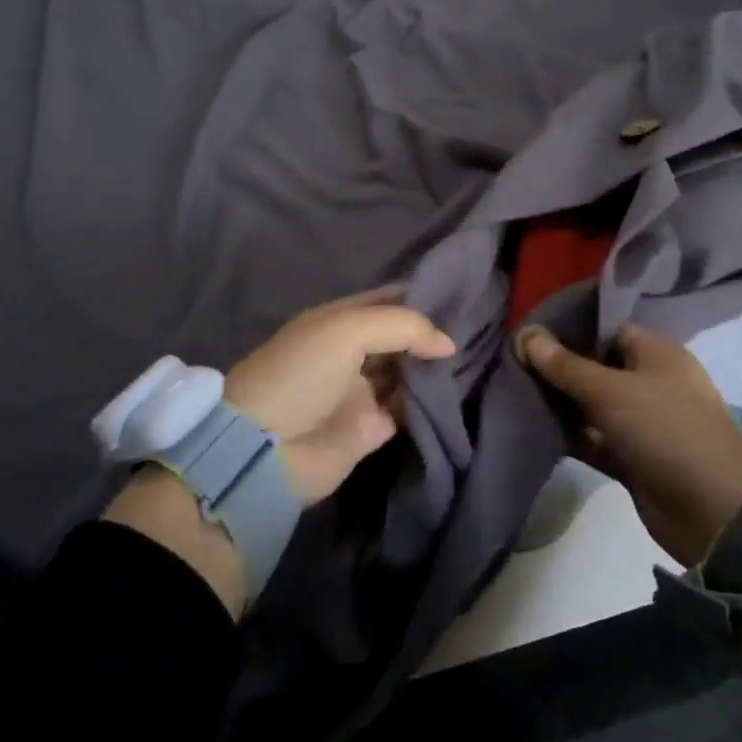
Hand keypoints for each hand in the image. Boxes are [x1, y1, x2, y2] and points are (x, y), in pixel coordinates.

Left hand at [225, 286, 456, 504]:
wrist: (266, 448)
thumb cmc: (302, 373)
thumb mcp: (347, 330)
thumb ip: (403, 326)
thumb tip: (449, 344)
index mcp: (338, 321)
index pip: (386, 300)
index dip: (419, 295)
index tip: (459, 293)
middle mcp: (351, 351)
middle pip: (400, 336)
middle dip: (431, 331)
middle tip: (475, 326)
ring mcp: (362, 390)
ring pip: (408, 371)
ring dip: (434, 365)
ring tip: (475, 355)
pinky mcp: (372, 427)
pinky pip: (410, 408)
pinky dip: (431, 401)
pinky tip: (457, 389)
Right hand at [515, 322, 741, 566]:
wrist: (711, 513)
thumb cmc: (664, 431)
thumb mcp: (610, 391)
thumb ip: (565, 365)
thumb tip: (526, 334)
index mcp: (658, 354)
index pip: (608, 330)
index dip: (570, 330)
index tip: (530, 336)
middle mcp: (652, 383)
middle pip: (597, 367)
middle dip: (559, 368)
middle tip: (514, 365)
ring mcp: (643, 422)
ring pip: (592, 405)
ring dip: (561, 403)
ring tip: (515, 393)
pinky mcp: (633, 457)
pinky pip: (594, 438)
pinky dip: (571, 435)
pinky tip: (534, 428)